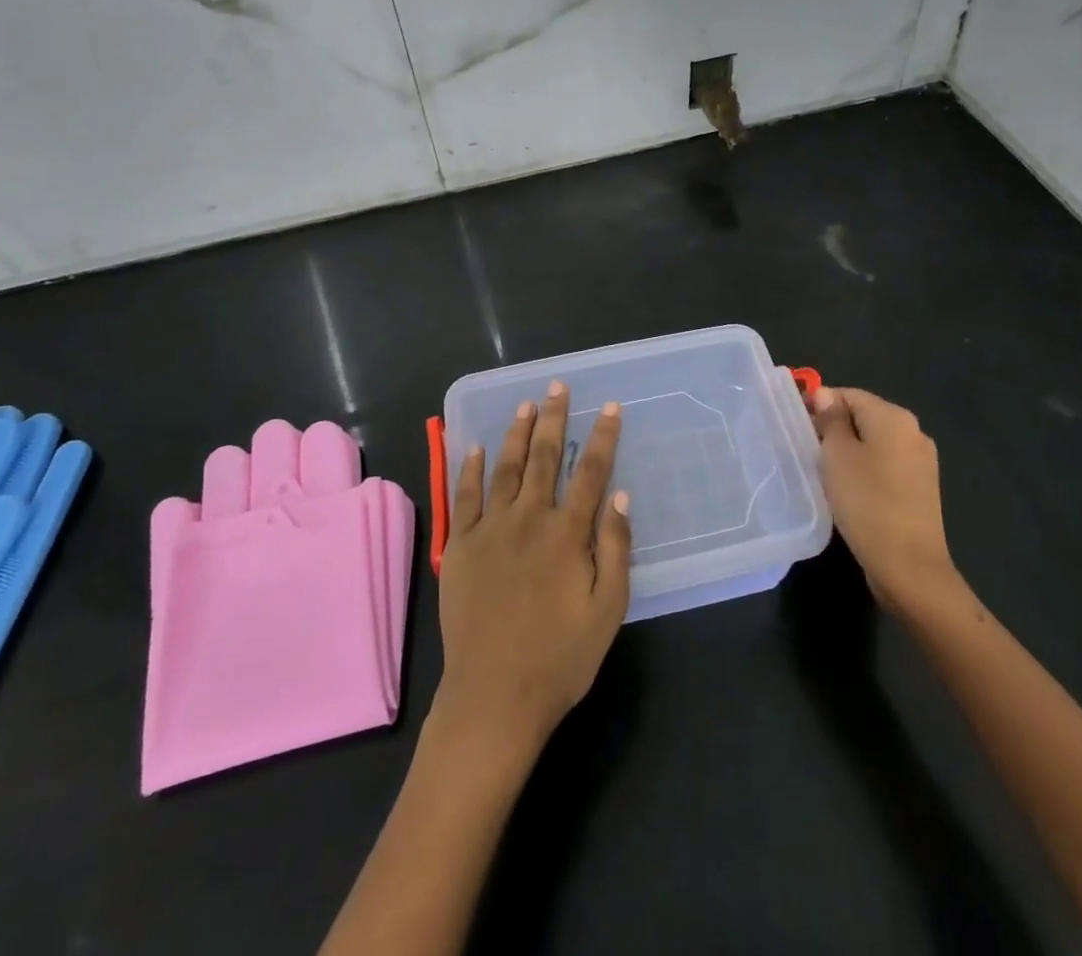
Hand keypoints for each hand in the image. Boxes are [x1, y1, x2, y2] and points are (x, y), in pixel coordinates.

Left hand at [434, 382, 632, 758]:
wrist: (493, 696)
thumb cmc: (560, 658)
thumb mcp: (607, 610)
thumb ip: (614, 549)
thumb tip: (619, 495)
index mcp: (567, 534)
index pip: (589, 472)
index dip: (601, 437)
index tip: (609, 406)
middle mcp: (529, 519)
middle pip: (543, 458)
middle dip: (553, 418)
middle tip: (556, 386)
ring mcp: (491, 529)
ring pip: (505, 467)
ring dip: (515, 432)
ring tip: (524, 404)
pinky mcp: (462, 546)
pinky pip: (465, 496)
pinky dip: (470, 468)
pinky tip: (475, 446)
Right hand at [810, 386, 962, 613]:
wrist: (908, 566)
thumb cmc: (866, 502)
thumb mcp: (837, 455)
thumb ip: (830, 419)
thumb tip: (825, 394)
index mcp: (894, 417)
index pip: (847, 394)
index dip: (818, 404)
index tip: (796, 425)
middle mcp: (914, 432)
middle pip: (863, 416)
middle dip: (833, 428)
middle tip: (806, 450)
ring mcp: (921, 461)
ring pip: (875, 442)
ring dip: (849, 450)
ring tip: (824, 472)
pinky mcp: (921, 487)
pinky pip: (886, 465)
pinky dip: (866, 469)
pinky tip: (850, 490)